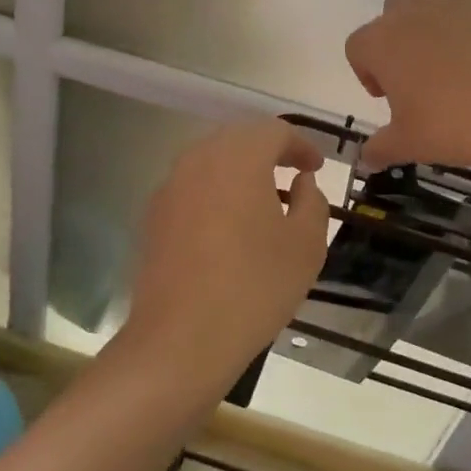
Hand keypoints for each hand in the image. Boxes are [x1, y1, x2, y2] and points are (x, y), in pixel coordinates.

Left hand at [120, 119, 330, 396]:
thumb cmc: (254, 286)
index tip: (316, 168)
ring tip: (264, 200)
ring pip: (212, 161)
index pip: (274, 131)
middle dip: (269, 151)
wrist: (181, 339)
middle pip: (239, 139)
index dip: (301, 145)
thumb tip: (302, 183)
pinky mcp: (154, 216)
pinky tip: (230, 226)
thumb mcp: (306, 245)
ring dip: (240, 171)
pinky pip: (192, 187)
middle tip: (293, 174)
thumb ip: (312, 202)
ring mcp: (170, 187)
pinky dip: (216, 193)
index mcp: (239, 157)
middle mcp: (199, 160)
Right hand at [345, 0, 470, 169]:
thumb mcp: (412, 145)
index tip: (393, 96)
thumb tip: (366, 158)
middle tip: (431, 72)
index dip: (371, 71)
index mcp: (381, 42)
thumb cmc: (458, 127)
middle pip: (394, 9)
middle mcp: (412, 6)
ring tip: (462, 33)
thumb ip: (382, 147)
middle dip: (405, 35)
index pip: (358, 47)